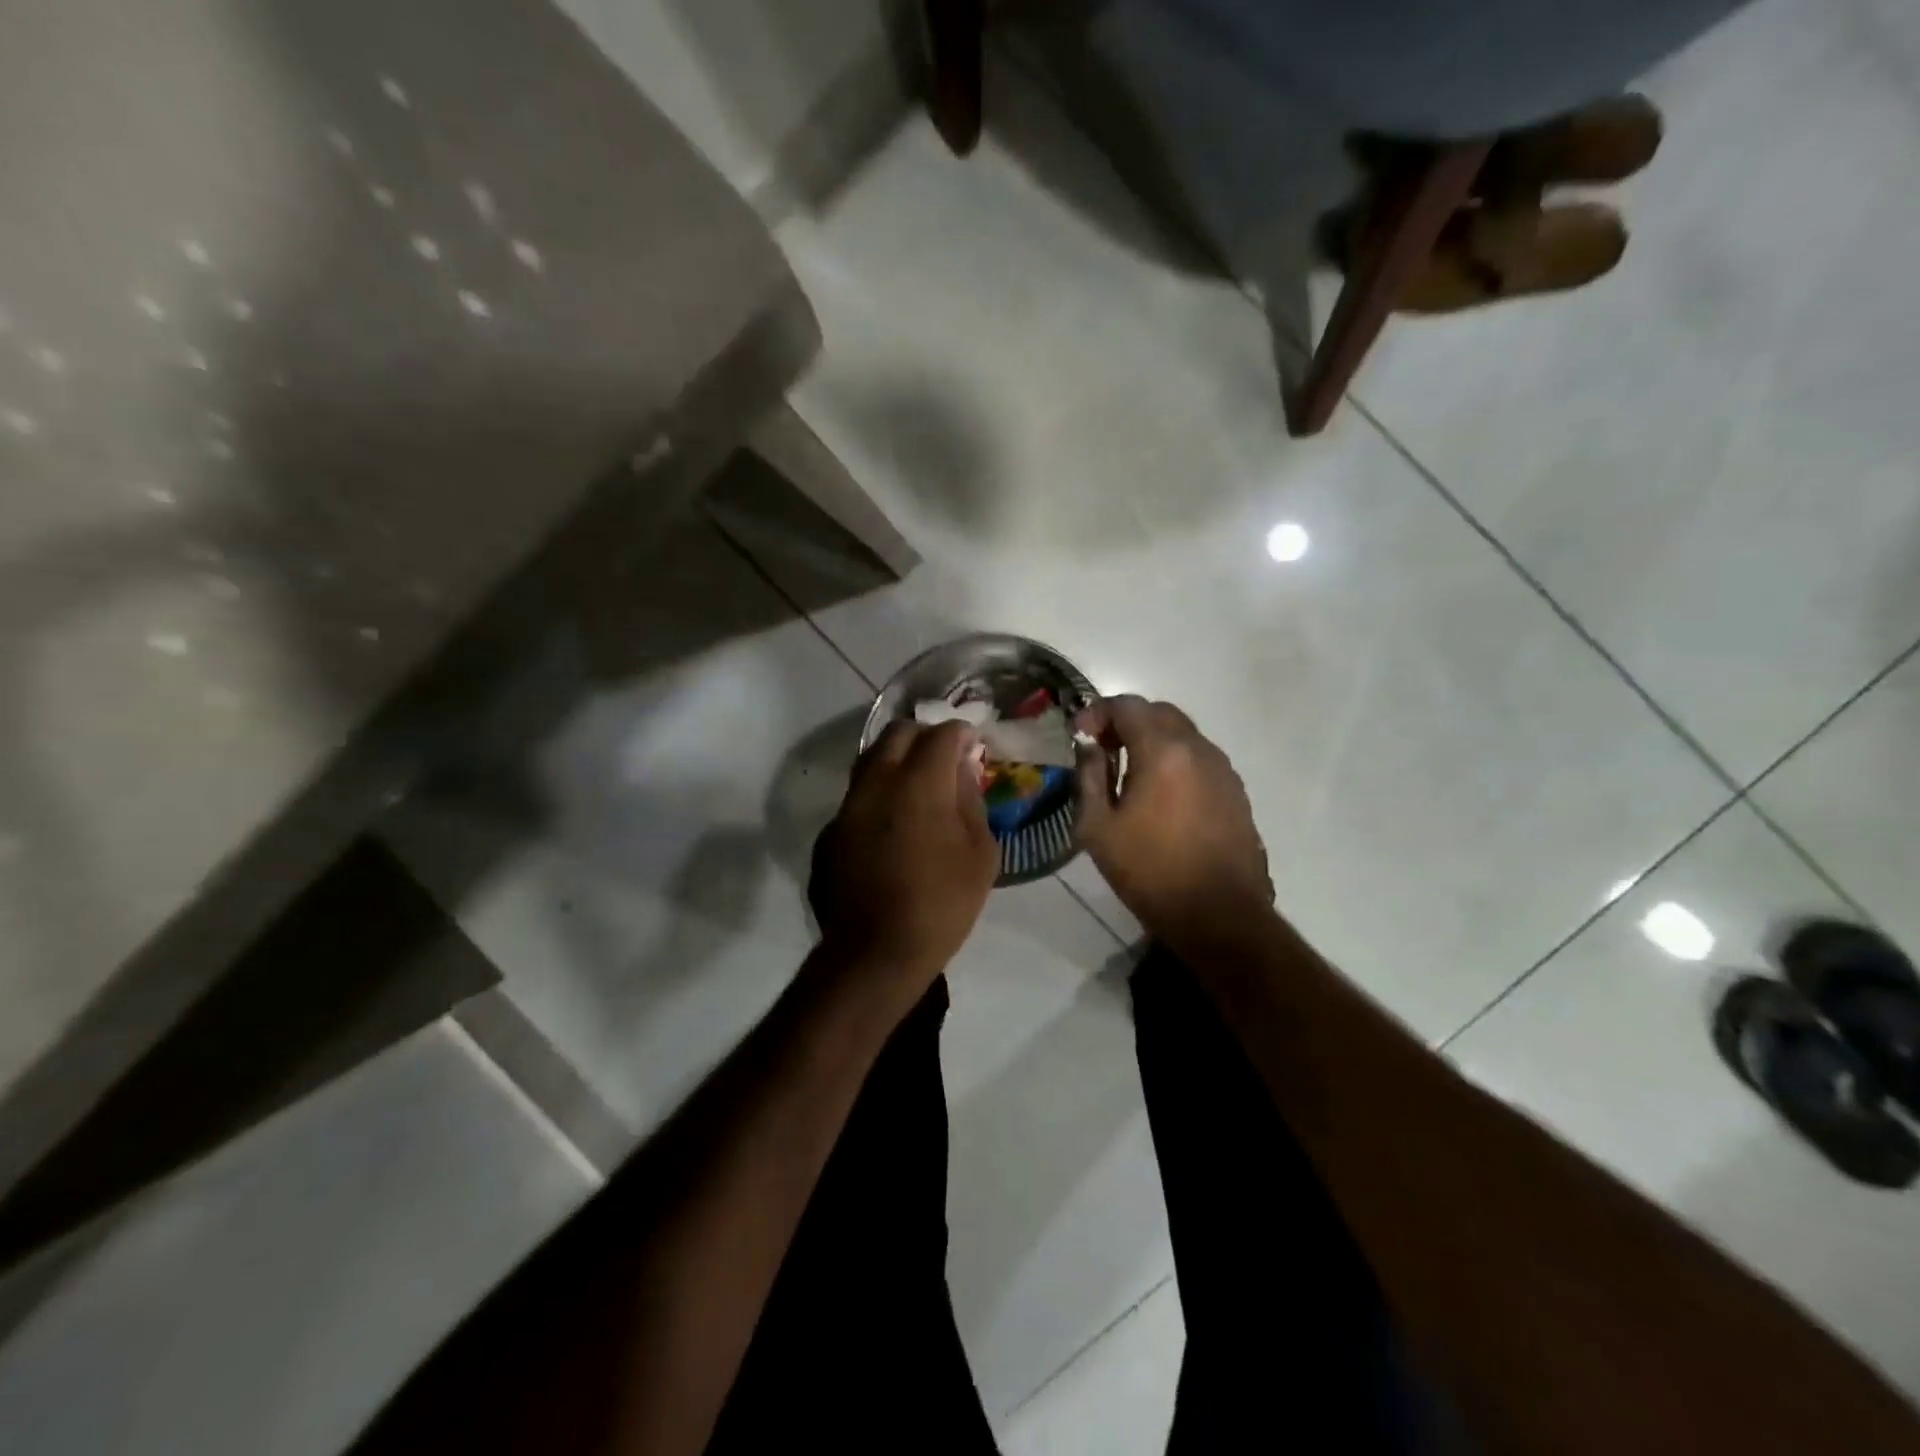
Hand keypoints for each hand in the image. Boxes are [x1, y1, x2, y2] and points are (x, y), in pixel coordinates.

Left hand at [810, 720, 998, 992]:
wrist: (874, 952)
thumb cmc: (941, 903)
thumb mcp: (980, 854)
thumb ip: (971, 801)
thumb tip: (962, 771)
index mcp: (919, 782)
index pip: (941, 734)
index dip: (961, 732)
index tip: (973, 742)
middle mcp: (877, 781)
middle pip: (898, 733)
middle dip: (925, 735)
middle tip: (945, 755)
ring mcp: (848, 805)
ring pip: (871, 759)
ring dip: (897, 759)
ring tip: (918, 782)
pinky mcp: (831, 830)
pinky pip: (858, 795)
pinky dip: (879, 793)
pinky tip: (892, 821)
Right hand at [1074, 696, 1271, 943]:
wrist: (1220, 915)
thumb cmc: (1150, 872)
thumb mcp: (1097, 828)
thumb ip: (1088, 777)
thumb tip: (1089, 748)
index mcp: (1163, 751)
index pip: (1127, 706)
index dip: (1097, 712)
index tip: (1079, 735)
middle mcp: (1198, 749)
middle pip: (1158, 713)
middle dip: (1125, 721)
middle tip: (1101, 747)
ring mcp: (1223, 769)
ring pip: (1182, 734)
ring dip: (1151, 740)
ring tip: (1127, 772)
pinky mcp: (1236, 792)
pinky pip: (1198, 759)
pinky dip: (1173, 760)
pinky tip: (1159, 794)